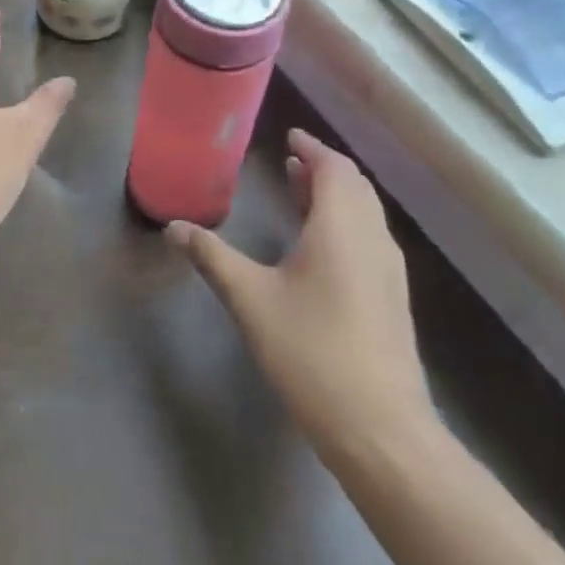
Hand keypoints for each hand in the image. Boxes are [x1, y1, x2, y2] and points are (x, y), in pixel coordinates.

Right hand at [167, 129, 432, 458]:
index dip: (313, 147)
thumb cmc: (312, 351)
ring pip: (365, 214)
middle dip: (323, 168)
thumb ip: (212, 257)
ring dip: (335, 194)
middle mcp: (372, 240)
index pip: (334, 169)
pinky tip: (320, 244)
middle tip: (290, 158)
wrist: (381, 429)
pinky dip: (345, 221)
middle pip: (355, 187)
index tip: (289, 135)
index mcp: (342, 229)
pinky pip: (369, 237)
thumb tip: (173, 227)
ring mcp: (388, 272)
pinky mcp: (391, 299)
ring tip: (300, 189)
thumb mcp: (250, 300)